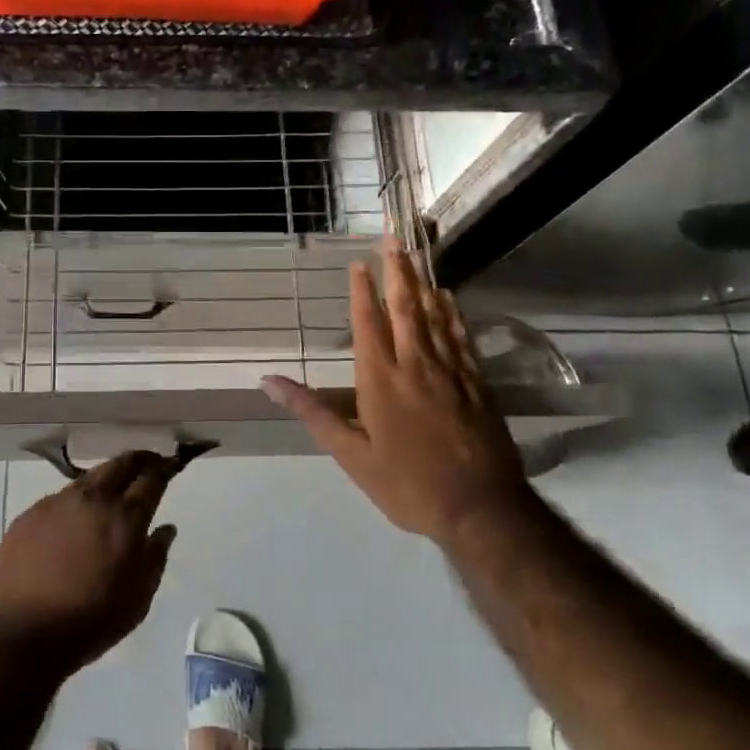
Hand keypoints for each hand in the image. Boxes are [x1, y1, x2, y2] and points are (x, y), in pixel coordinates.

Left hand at [0, 451, 177, 673]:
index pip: (152, 478)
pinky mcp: (30, 513)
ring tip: (112, 490)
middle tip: (148, 464)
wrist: (20, 635)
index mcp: (125, 518)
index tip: (170, 465)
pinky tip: (74, 520)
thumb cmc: (89, 623)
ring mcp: (58, 502)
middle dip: (139, 459)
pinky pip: (61, 497)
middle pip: (121, 463)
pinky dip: (77, 500)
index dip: (164, 468)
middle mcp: (93, 499)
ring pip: (90, 476)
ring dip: (107, 477)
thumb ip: (155, 558)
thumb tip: (165, 529)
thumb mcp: (137, 600)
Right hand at [263, 243, 528, 540]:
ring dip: (423, 283)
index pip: (369, 324)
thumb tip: (268, 381)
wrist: (480, 509)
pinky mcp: (477, 384)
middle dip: (396, 272)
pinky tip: (449, 299)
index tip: (358, 263)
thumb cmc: (406, 484)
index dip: (363, 292)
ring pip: (435, 317)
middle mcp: (416, 365)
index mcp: (381, 380)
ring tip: (415, 256)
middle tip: (392, 239)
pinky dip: (453, 313)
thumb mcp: (350, 455)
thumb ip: (312, 412)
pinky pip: (462, 338)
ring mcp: (451, 372)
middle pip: (406, 309)